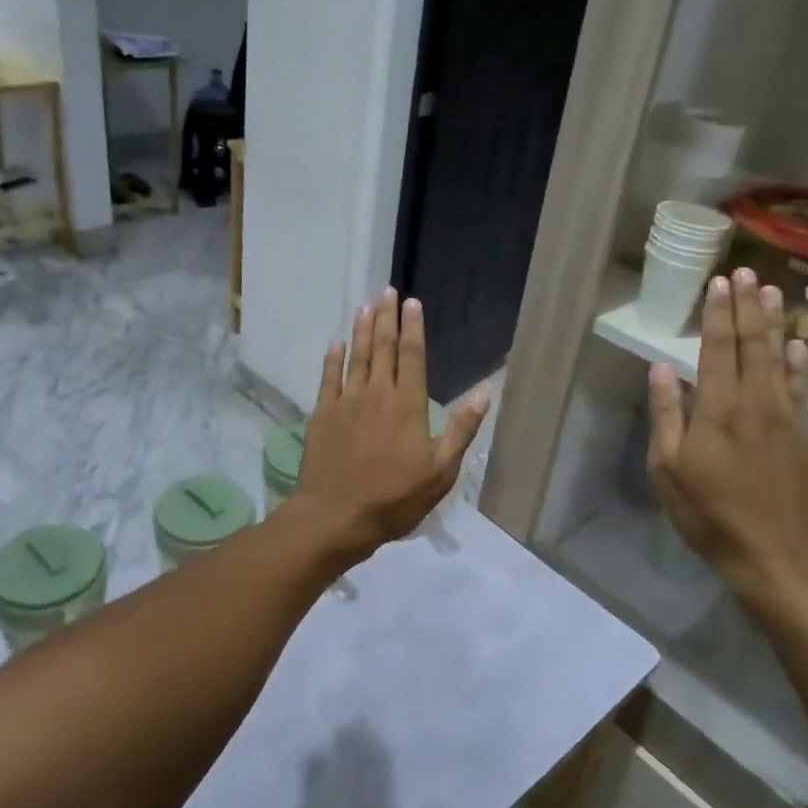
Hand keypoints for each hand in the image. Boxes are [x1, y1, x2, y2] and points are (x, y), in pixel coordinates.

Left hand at [286, 288, 488, 563]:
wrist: (336, 516)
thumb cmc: (394, 498)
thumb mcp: (441, 472)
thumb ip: (461, 430)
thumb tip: (485, 392)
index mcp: (408, 405)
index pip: (413, 355)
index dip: (413, 327)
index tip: (412, 303)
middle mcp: (377, 393)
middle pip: (383, 347)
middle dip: (387, 317)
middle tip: (386, 291)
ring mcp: (346, 401)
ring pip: (356, 356)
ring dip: (362, 329)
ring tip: (365, 306)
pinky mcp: (322, 413)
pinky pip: (328, 377)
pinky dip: (333, 357)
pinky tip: (336, 342)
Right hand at [647, 268, 807, 615]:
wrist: (777, 557)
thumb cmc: (709, 514)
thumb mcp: (668, 469)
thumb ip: (666, 415)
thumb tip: (662, 368)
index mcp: (718, 410)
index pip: (718, 349)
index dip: (718, 313)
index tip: (719, 282)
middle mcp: (757, 403)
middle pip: (753, 345)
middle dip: (747, 307)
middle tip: (746, 272)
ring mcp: (788, 419)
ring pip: (782, 359)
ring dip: (775, 323)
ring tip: (772, 292)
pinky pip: (804, 388)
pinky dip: (801, 362)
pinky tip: (800, 344)